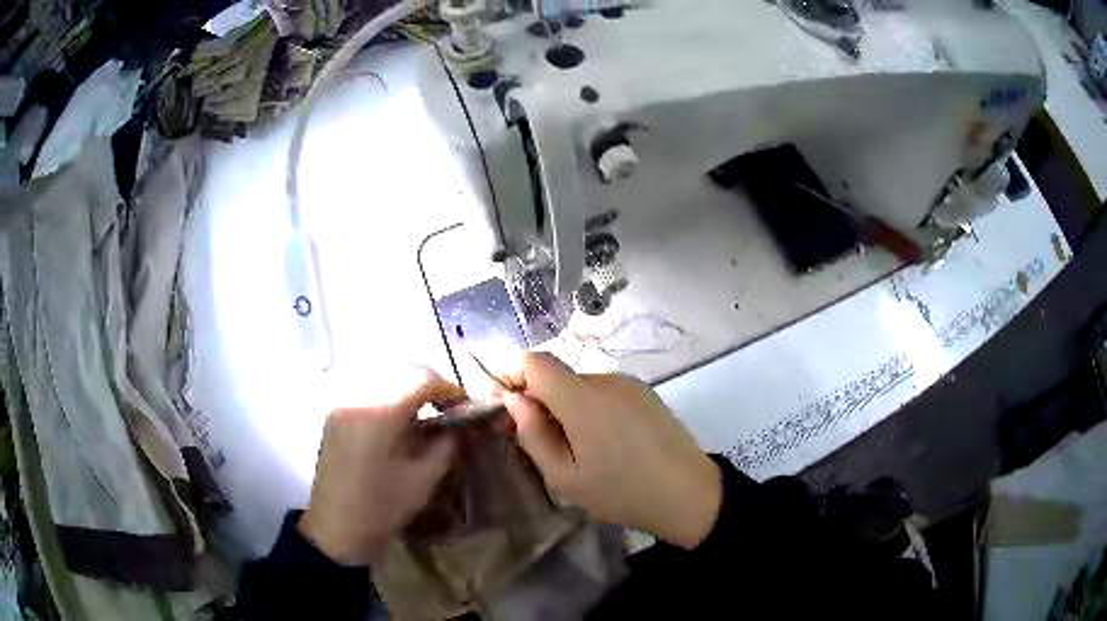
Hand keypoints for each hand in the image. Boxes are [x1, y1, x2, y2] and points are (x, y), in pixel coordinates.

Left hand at [298, 371, 459, 565]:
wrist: (336, 529)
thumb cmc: (382, 507)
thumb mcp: (423, 478)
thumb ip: (447, 444)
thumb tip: (462, 424)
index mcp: (379, 412)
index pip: (422, 380)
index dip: (449, 389)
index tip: (466, 406)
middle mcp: (356, 396)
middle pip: (400, 371)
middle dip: (429, 385)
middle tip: (448, 408)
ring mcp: (341, 403)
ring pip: (382, 377)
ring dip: (407, 387)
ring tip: (425, 413)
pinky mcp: (334, 414)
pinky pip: (366, 389)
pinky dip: (388, 395)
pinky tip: (399, 419)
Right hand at [501, 353, 721, 549]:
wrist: (688, 495)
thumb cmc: (621, 492)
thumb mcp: (564, 476)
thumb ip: (533, 433)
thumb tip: (514, 400)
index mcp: (581, 397)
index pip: (535, 361)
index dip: (513, 374)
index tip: (506, 405)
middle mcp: (606, 379)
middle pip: (558, 376)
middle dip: (541, 400)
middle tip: (540, 442)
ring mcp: (630, 384)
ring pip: (582, 386)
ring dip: (568, 407)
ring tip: (578, 450)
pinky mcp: (647, 394)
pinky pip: (606, 393)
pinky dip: (592, 410)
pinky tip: (605, 444)